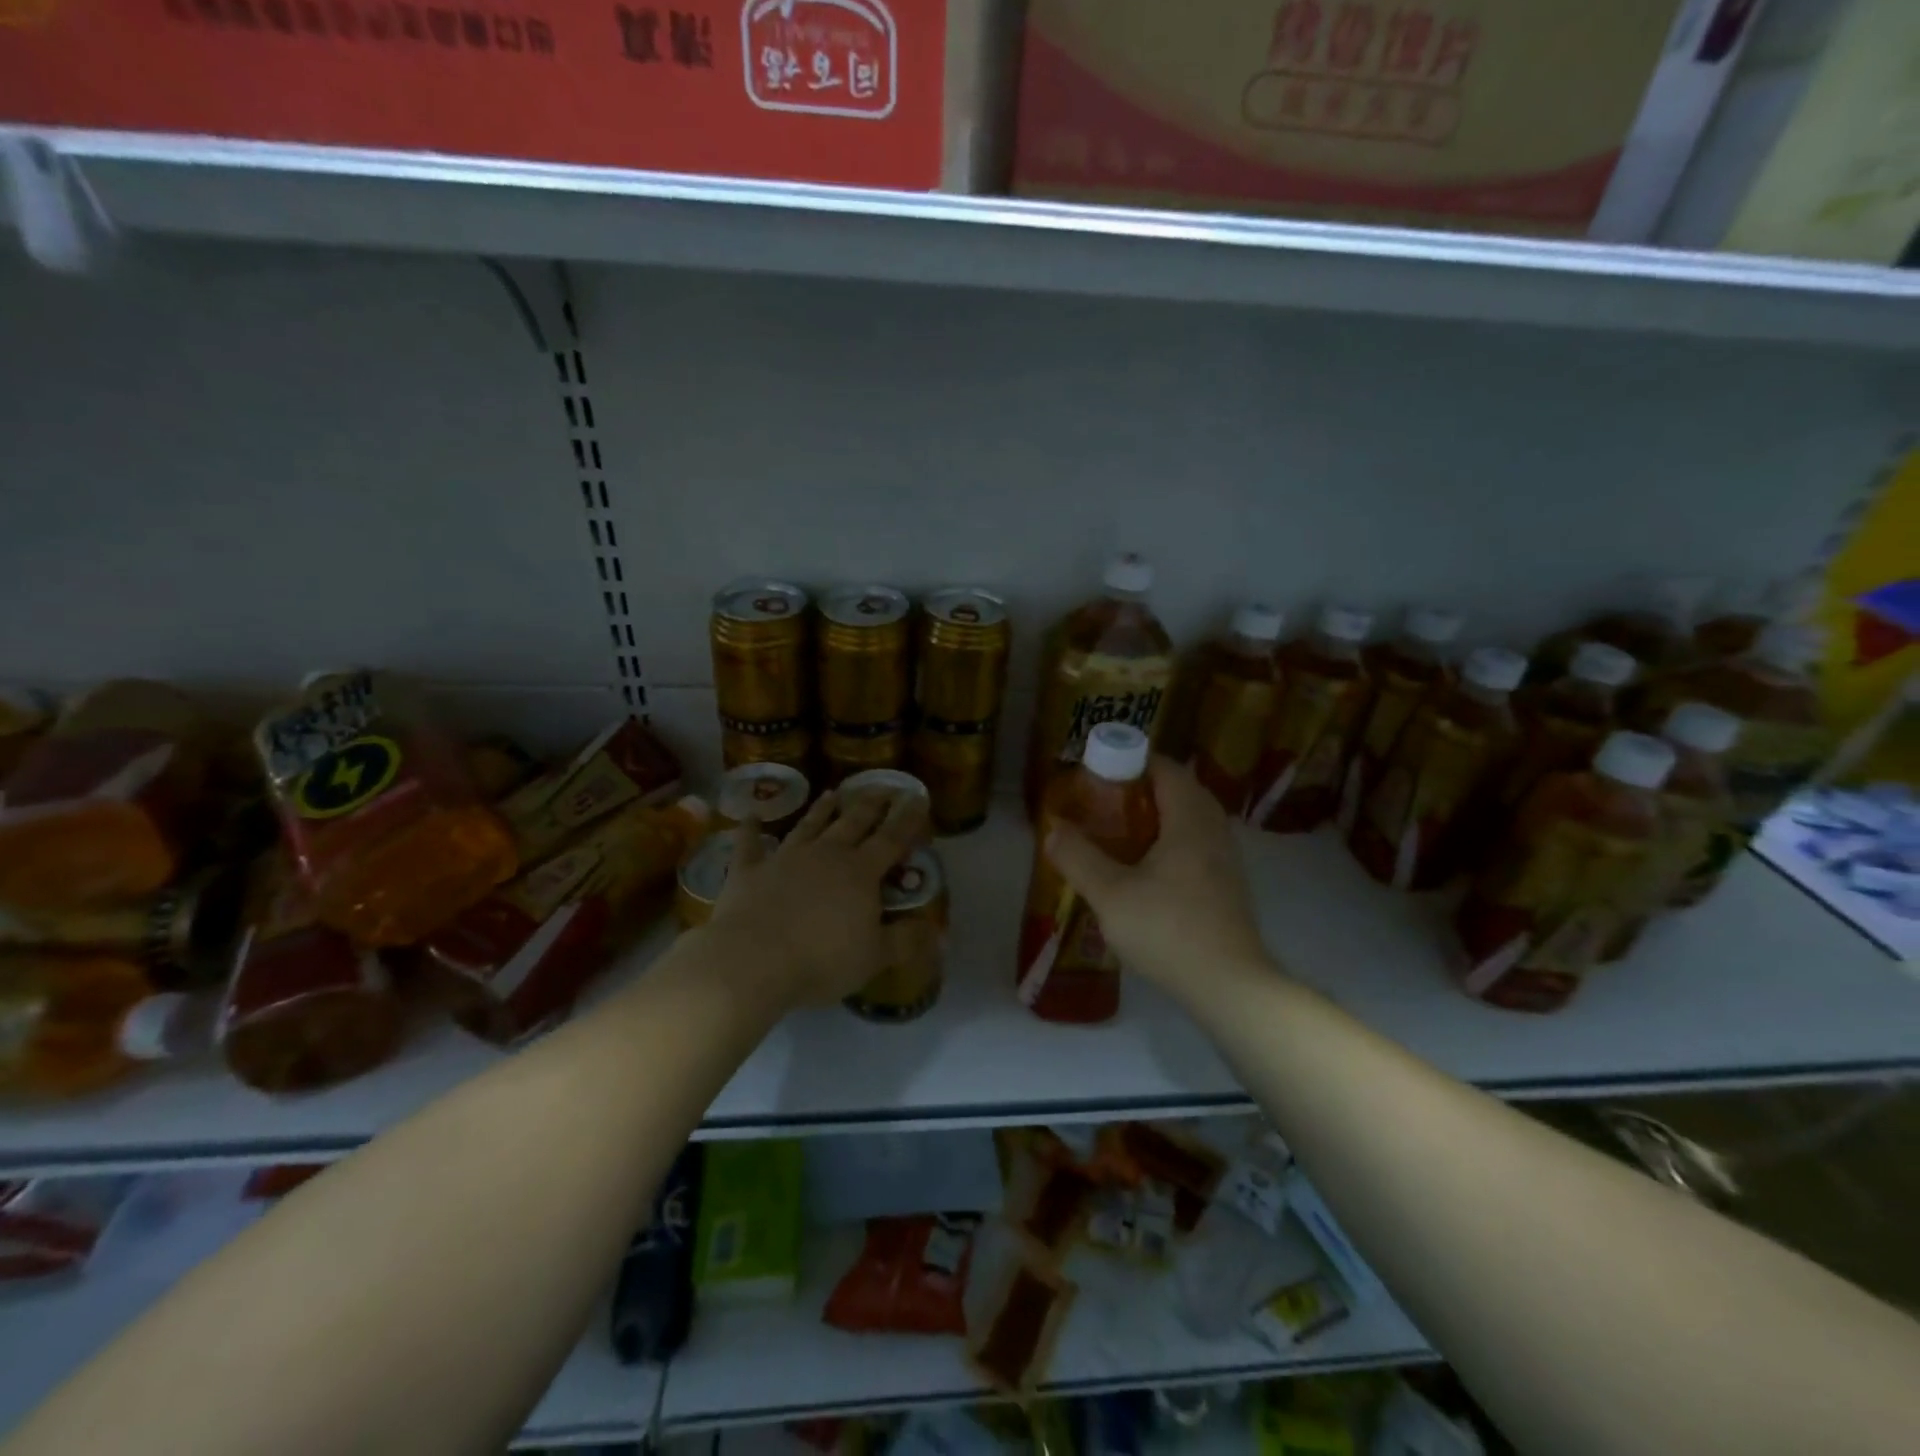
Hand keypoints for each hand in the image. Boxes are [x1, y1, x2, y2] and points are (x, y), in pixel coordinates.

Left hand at [700, 788, 923, 1009]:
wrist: (751, 960)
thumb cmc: (821, 960)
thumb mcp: (874, 957)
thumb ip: (905, 941)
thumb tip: (936, 931)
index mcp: (860, 872)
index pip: (891, 839)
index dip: (907, 818)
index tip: (917, 796)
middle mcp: (825, 854)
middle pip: (852, 822)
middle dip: (870, 804)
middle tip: (881, 787)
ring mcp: (784, 858)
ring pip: (808, 826)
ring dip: (821, 810)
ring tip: (833, 793)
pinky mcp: (748, 870)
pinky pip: (749, 844)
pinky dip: (750, 829)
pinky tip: (750, 816)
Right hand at [1045, 757, 1276, 999]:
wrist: (1230, 986)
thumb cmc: (1168, 931)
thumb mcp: (1110, 894)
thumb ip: (1078, 857)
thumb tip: (1053, 828)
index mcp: (1189, 819)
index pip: (1164, 768)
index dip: (1130, 763)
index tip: (1097, 775)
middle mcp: (1214, 829)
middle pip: (1178, 790)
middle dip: (1139, 790)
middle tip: (1102, 804)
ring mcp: (1226, 858)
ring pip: (1189, 818)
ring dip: (1155, 817)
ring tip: (1118, 834)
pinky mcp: (1227, 884)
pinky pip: (1196, 843)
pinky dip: (1170, 840)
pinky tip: (1145, 869)